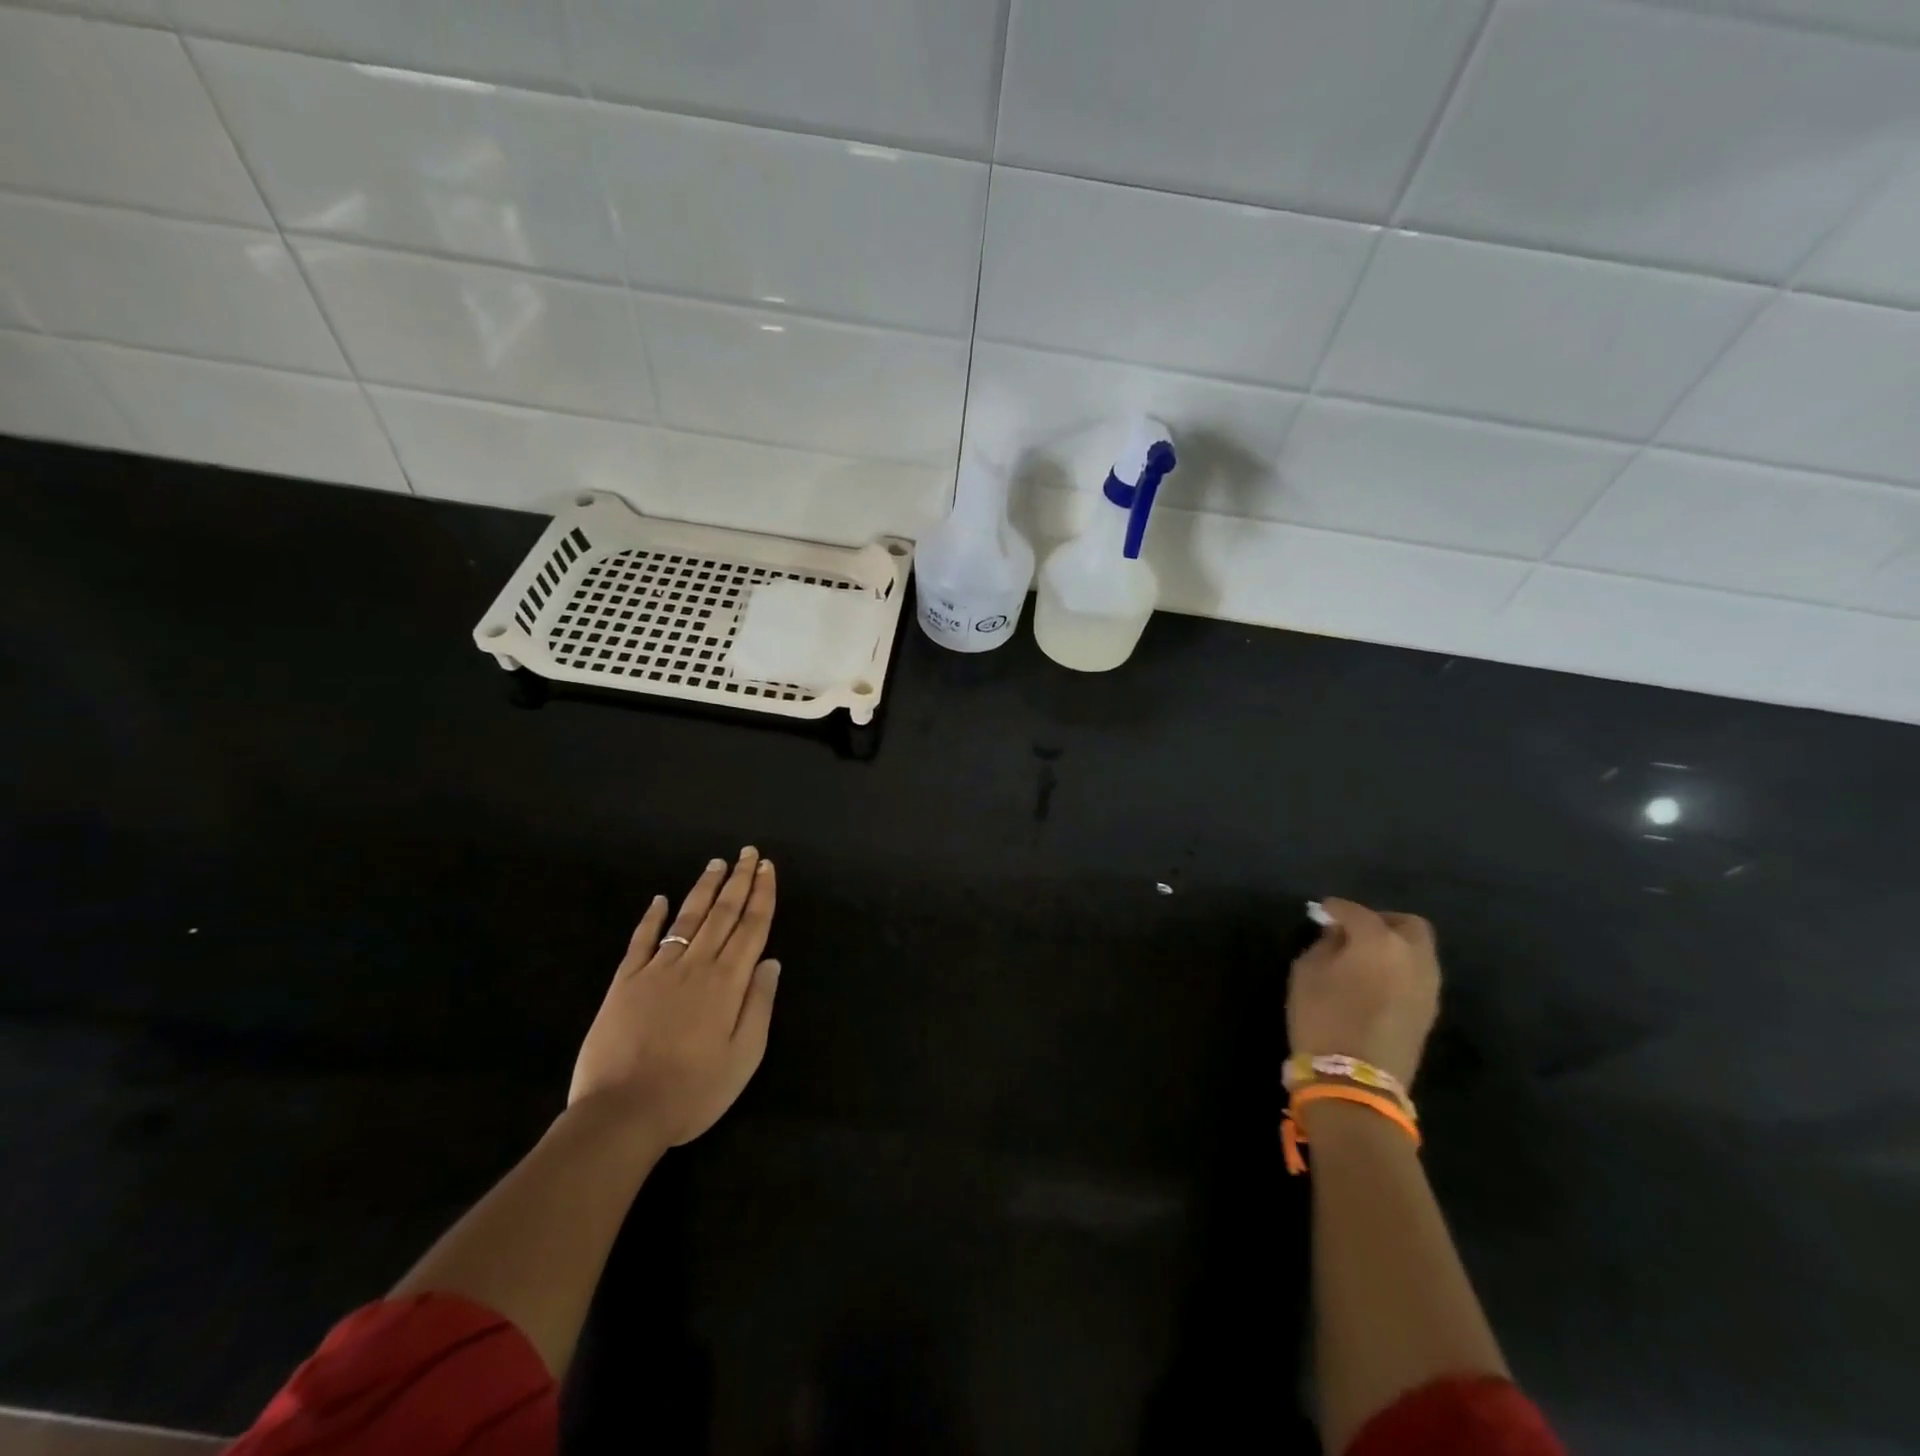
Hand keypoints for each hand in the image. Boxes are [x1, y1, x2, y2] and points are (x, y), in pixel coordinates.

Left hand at [569, 848, 780, 1146]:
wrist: (622, 1113)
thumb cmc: (693, 1091)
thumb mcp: (744, 1057)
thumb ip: (759, 1004)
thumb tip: (771, 961)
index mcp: (728, 982)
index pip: (752, 927)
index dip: (762, 895)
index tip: (768, 868)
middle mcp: (696, 965)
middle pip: (723, 913)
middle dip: (739, 880)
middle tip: (749, 853)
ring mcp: (658, 970)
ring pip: (688, 918)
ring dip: (704, 889)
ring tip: (717, 863)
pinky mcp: (625, 982)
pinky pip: (642, 940)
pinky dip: (652, 917)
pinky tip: (660, 899)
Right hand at [1287, 898, 1439, 1089]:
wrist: (1357, 1080)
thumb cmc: (1323, 1017)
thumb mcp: (1307, 972)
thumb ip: (1325, 945)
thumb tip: (1337, 935)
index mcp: (1378, 940)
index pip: (1355, 911)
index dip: (1335, 908)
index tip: (1320, 912)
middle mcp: (1412, 956)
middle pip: (1406, 924)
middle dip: (1380, 921)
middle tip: (1354, 931)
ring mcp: (1428, 985)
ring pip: (1418, 951)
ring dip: (1394, 947)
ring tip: (1364, 958)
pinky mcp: (1430, 1011)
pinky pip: (1418, 975)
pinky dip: (1400, 969)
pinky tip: (1376, 980)